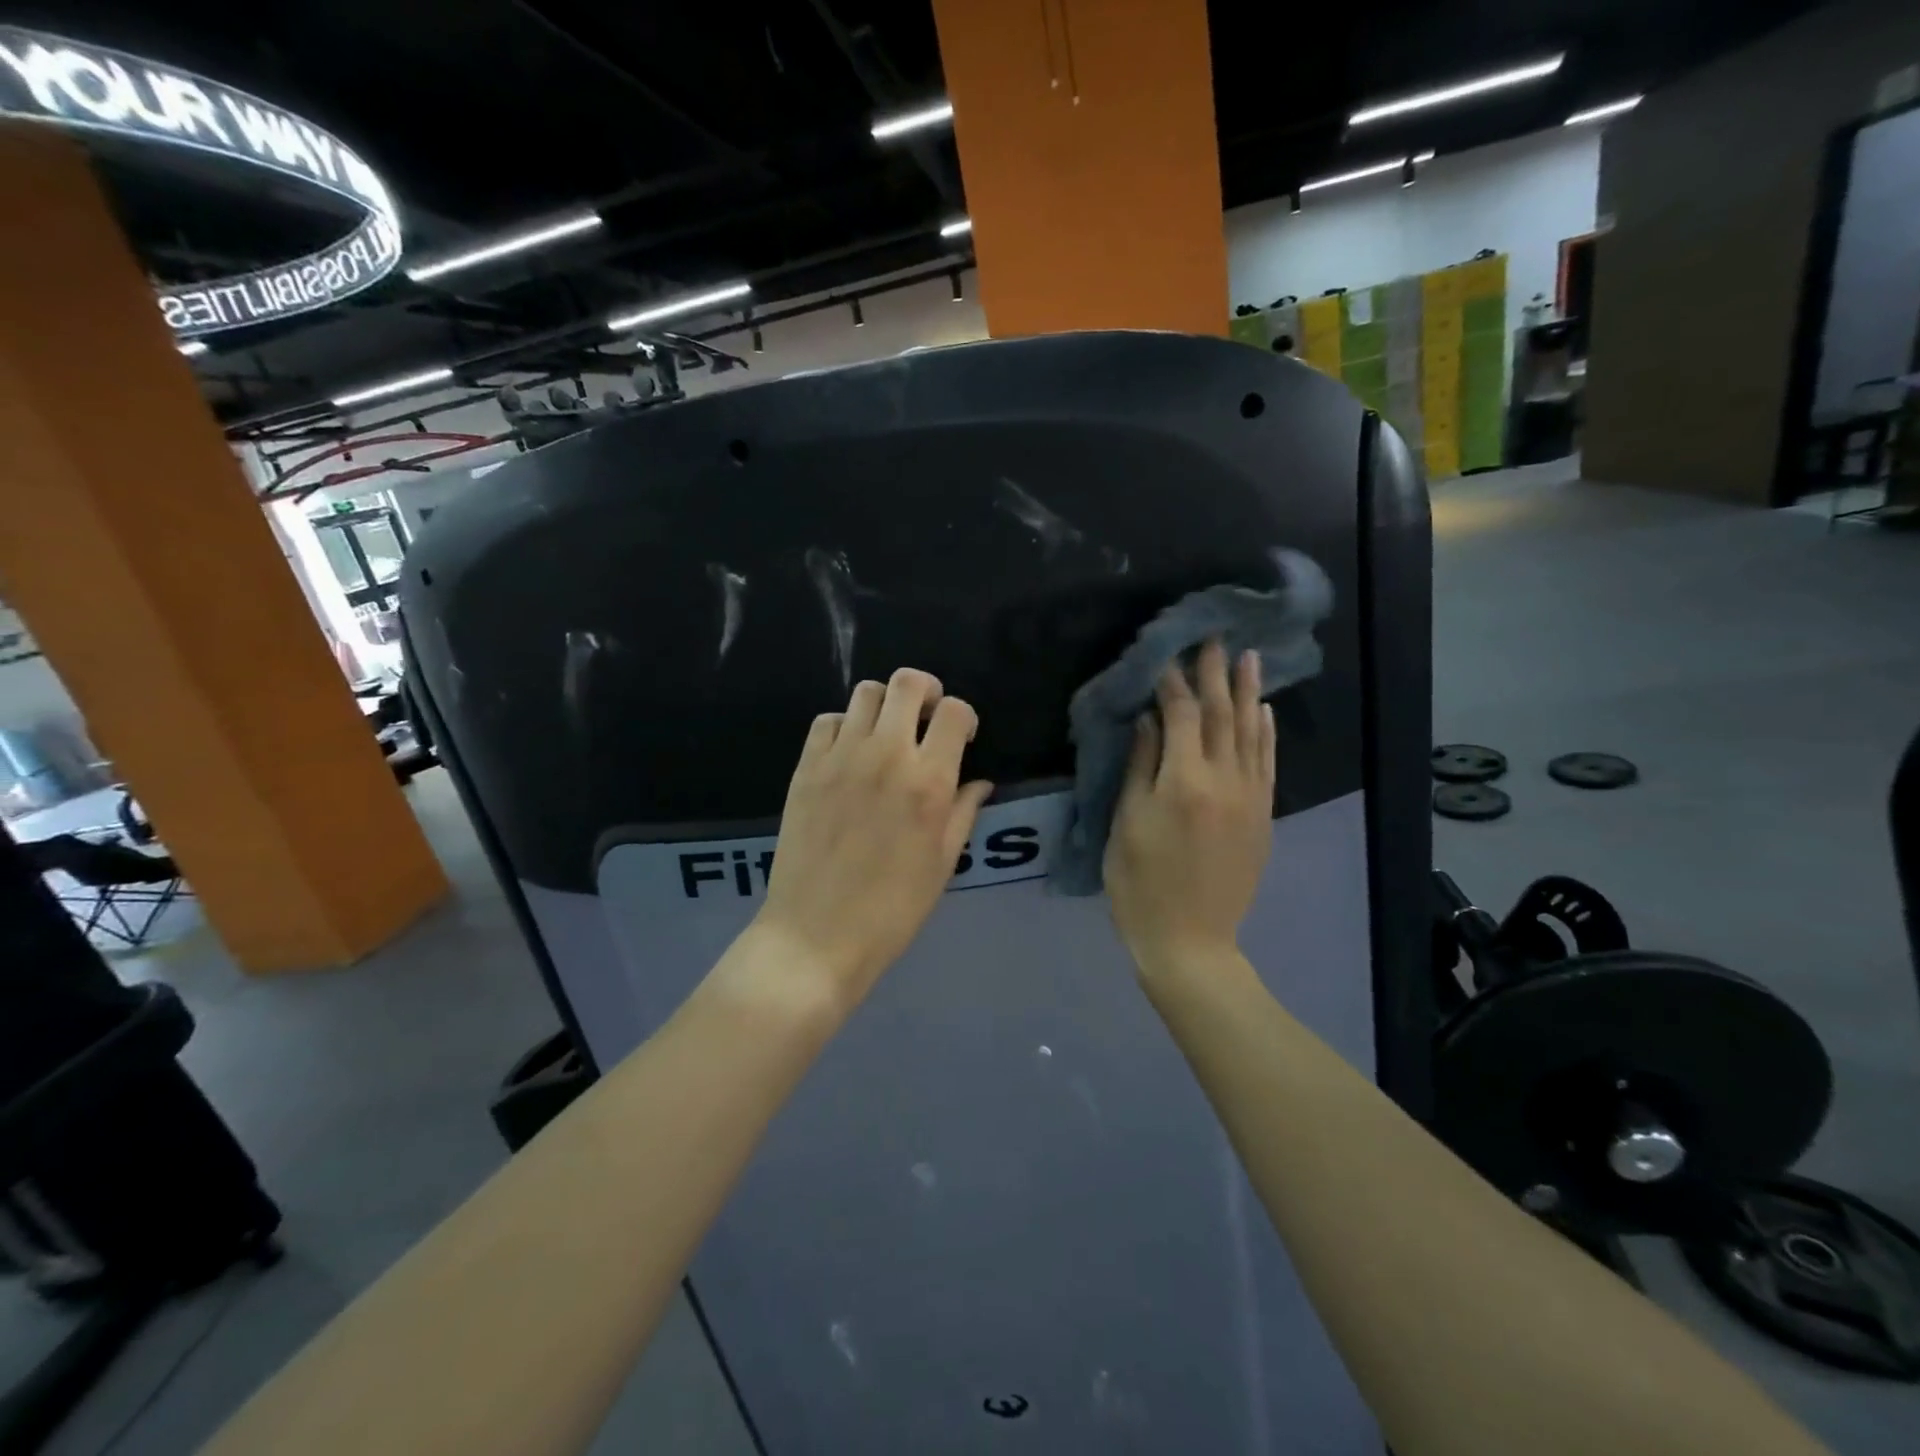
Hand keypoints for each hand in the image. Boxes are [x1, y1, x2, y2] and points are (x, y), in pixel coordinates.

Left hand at [749, 668, 993, 1010]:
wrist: (816, 935)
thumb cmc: (892, 909)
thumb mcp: (943, 864)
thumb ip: (963, 812)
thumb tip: (979, 782)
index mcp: (928, 782)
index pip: (953, 711)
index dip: (963, 716)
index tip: (961, 736)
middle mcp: (886, 756)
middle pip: (907, 683)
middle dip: (925, 691)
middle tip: (926, 717)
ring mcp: (841, 758)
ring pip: (866, 692)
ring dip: (885, 704)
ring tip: (887, 733)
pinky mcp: (806, 768)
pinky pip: (828, 720)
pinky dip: (845, 725)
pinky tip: (850, 753)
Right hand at [1105, 641, 1274, 975]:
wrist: (1190, 940)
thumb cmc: (1140, 884)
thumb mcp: (1127, 824)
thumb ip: (1141, 767)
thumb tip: (1152, 720)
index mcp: (1184, 782)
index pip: (1182, 717)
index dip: (1174, 683)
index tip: (1167, 655)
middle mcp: (1225, 781)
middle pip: (1221, 716)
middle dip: (1215, 675)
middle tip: (1213, 638)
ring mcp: (1251, 798)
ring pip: (1251, 733)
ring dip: (1248, 692)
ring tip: (1247, 658)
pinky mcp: (1263, 816)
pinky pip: (1268, 763)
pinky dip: (1266, 732)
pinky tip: (1263, 710)